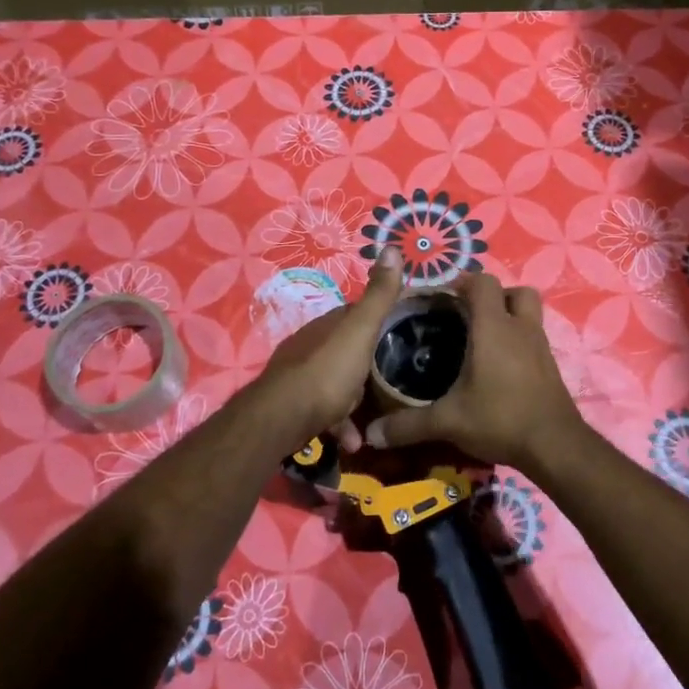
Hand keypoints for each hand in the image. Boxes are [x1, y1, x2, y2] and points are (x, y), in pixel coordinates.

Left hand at [256, 248, 404, 446]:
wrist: (282, 417)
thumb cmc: (328, 371)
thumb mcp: (360, 330)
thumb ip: (378, 295)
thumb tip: (391, 247)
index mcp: (329, 324)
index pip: (358, 313)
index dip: (381, 317)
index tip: (406, 328)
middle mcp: (313, 344)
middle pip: (348, 348)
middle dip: (371, 361)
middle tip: (398, 376)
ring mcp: (302, 375)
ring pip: (338, 381)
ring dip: (358, 399)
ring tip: (379, 417)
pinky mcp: (297, 405)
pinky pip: (327, 411)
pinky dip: (342, 424)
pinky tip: (354, 441)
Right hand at [359, 272, 585, 473]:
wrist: (555, 446)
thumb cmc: (500, 418)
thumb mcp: (448, 422)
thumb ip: (408, 425)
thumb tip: (372, 434)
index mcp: (494, 328)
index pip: (483, 282)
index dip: (464, 282)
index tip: (443, 298)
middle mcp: (520, 328)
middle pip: (515, 291)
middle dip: (493, 296)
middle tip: (469, 315)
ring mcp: (540, 346)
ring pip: (529, 313)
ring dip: (509, 316)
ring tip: (484, 338)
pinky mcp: (550, 366)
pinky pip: (534, 339)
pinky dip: (519, 343)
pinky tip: (500, 368)